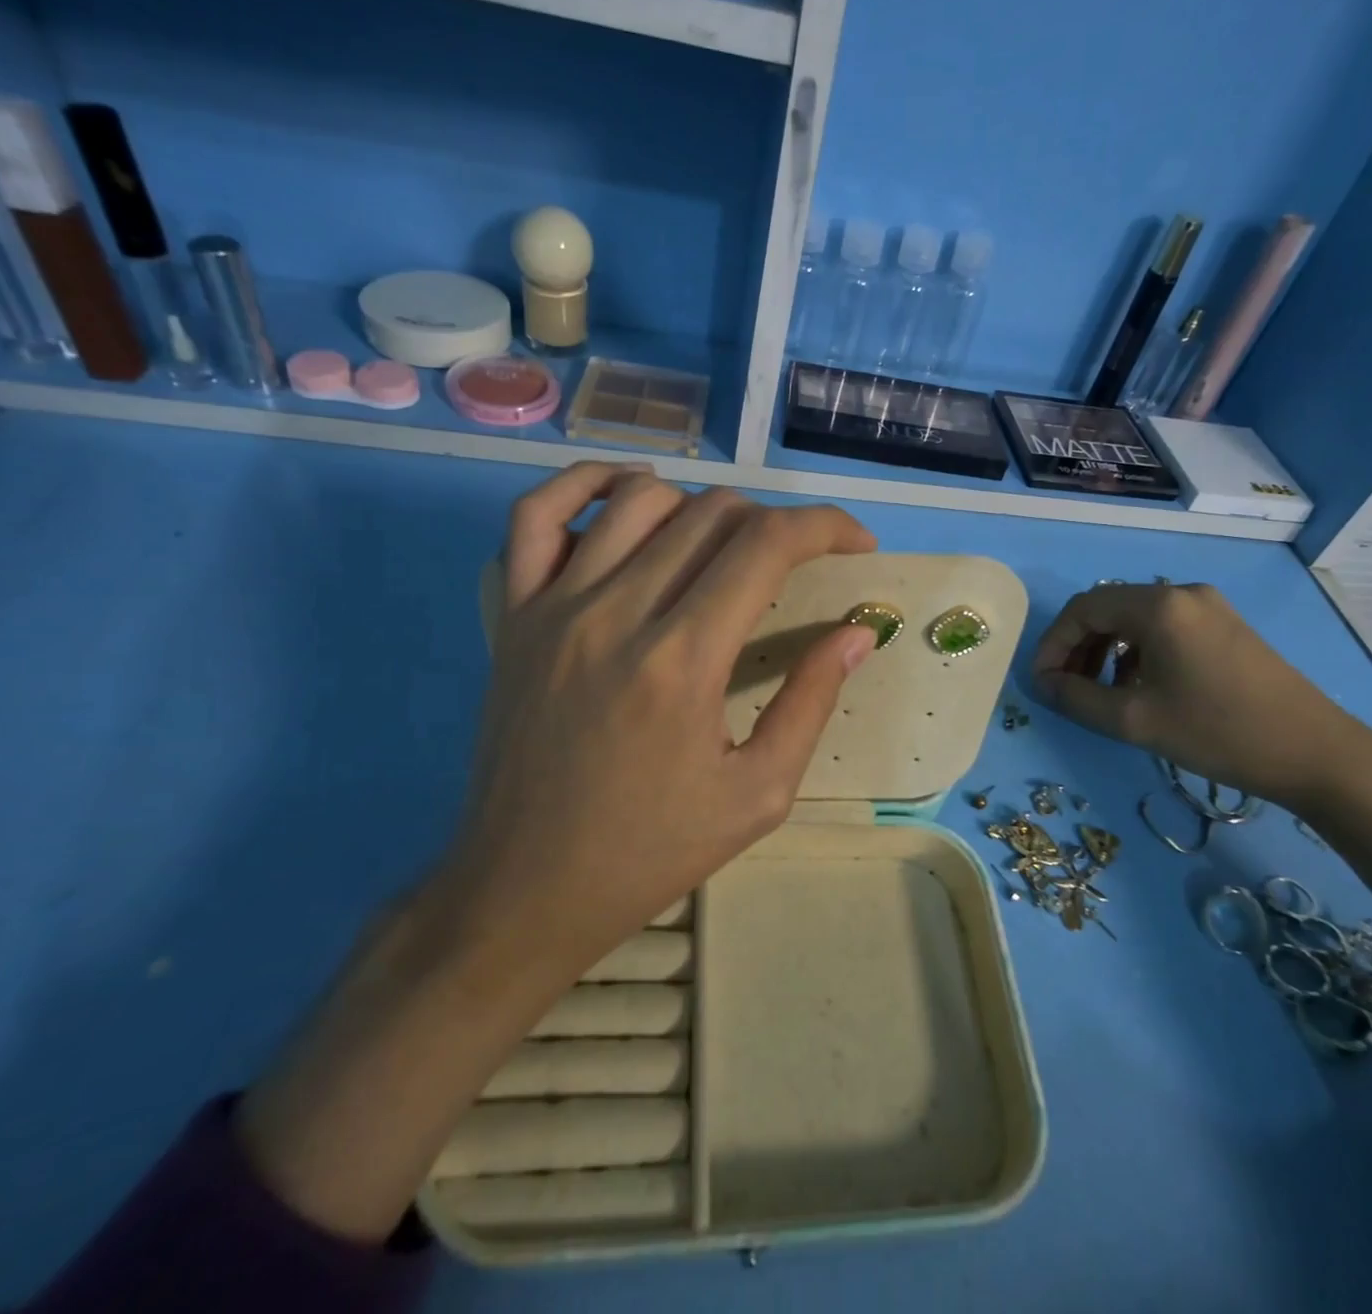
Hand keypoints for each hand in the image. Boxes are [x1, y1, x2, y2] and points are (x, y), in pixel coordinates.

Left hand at [238, 465, 875, 1241]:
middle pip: (712, 514)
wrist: (526, 888)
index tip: (855, 543)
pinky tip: (628, 493)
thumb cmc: (650, 852)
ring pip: (639, 501)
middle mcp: (618, 613)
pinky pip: (537, 516)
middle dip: (774, 523)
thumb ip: (811, 701)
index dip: (826, 527)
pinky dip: (587, 484)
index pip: (767, 545)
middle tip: (794, 562)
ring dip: (700, 506)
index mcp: (684, 661)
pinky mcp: (515, 615)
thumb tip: (857, 632)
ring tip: (724, 542)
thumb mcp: (758, 794)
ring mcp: (555, 607)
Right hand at [1031, 580, 1371, 813]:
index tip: (1042, 683)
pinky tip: (1139, 686)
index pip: (1083, 609)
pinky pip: (1163, 628)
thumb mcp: (1135, 721)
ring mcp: (1208, 607)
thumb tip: (1045, 685)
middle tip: (1066, 688)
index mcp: (1158, 606)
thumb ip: (1077, 699)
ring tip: (1100, 692)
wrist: (1318, 754)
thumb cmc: (1219, 732)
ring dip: (1106, 650)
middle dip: (1077, 647)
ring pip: (1134, 618)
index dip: (1053, 644)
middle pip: (1107, 608)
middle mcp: (1181, 592)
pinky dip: (1137, 651)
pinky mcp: (1226, 626)